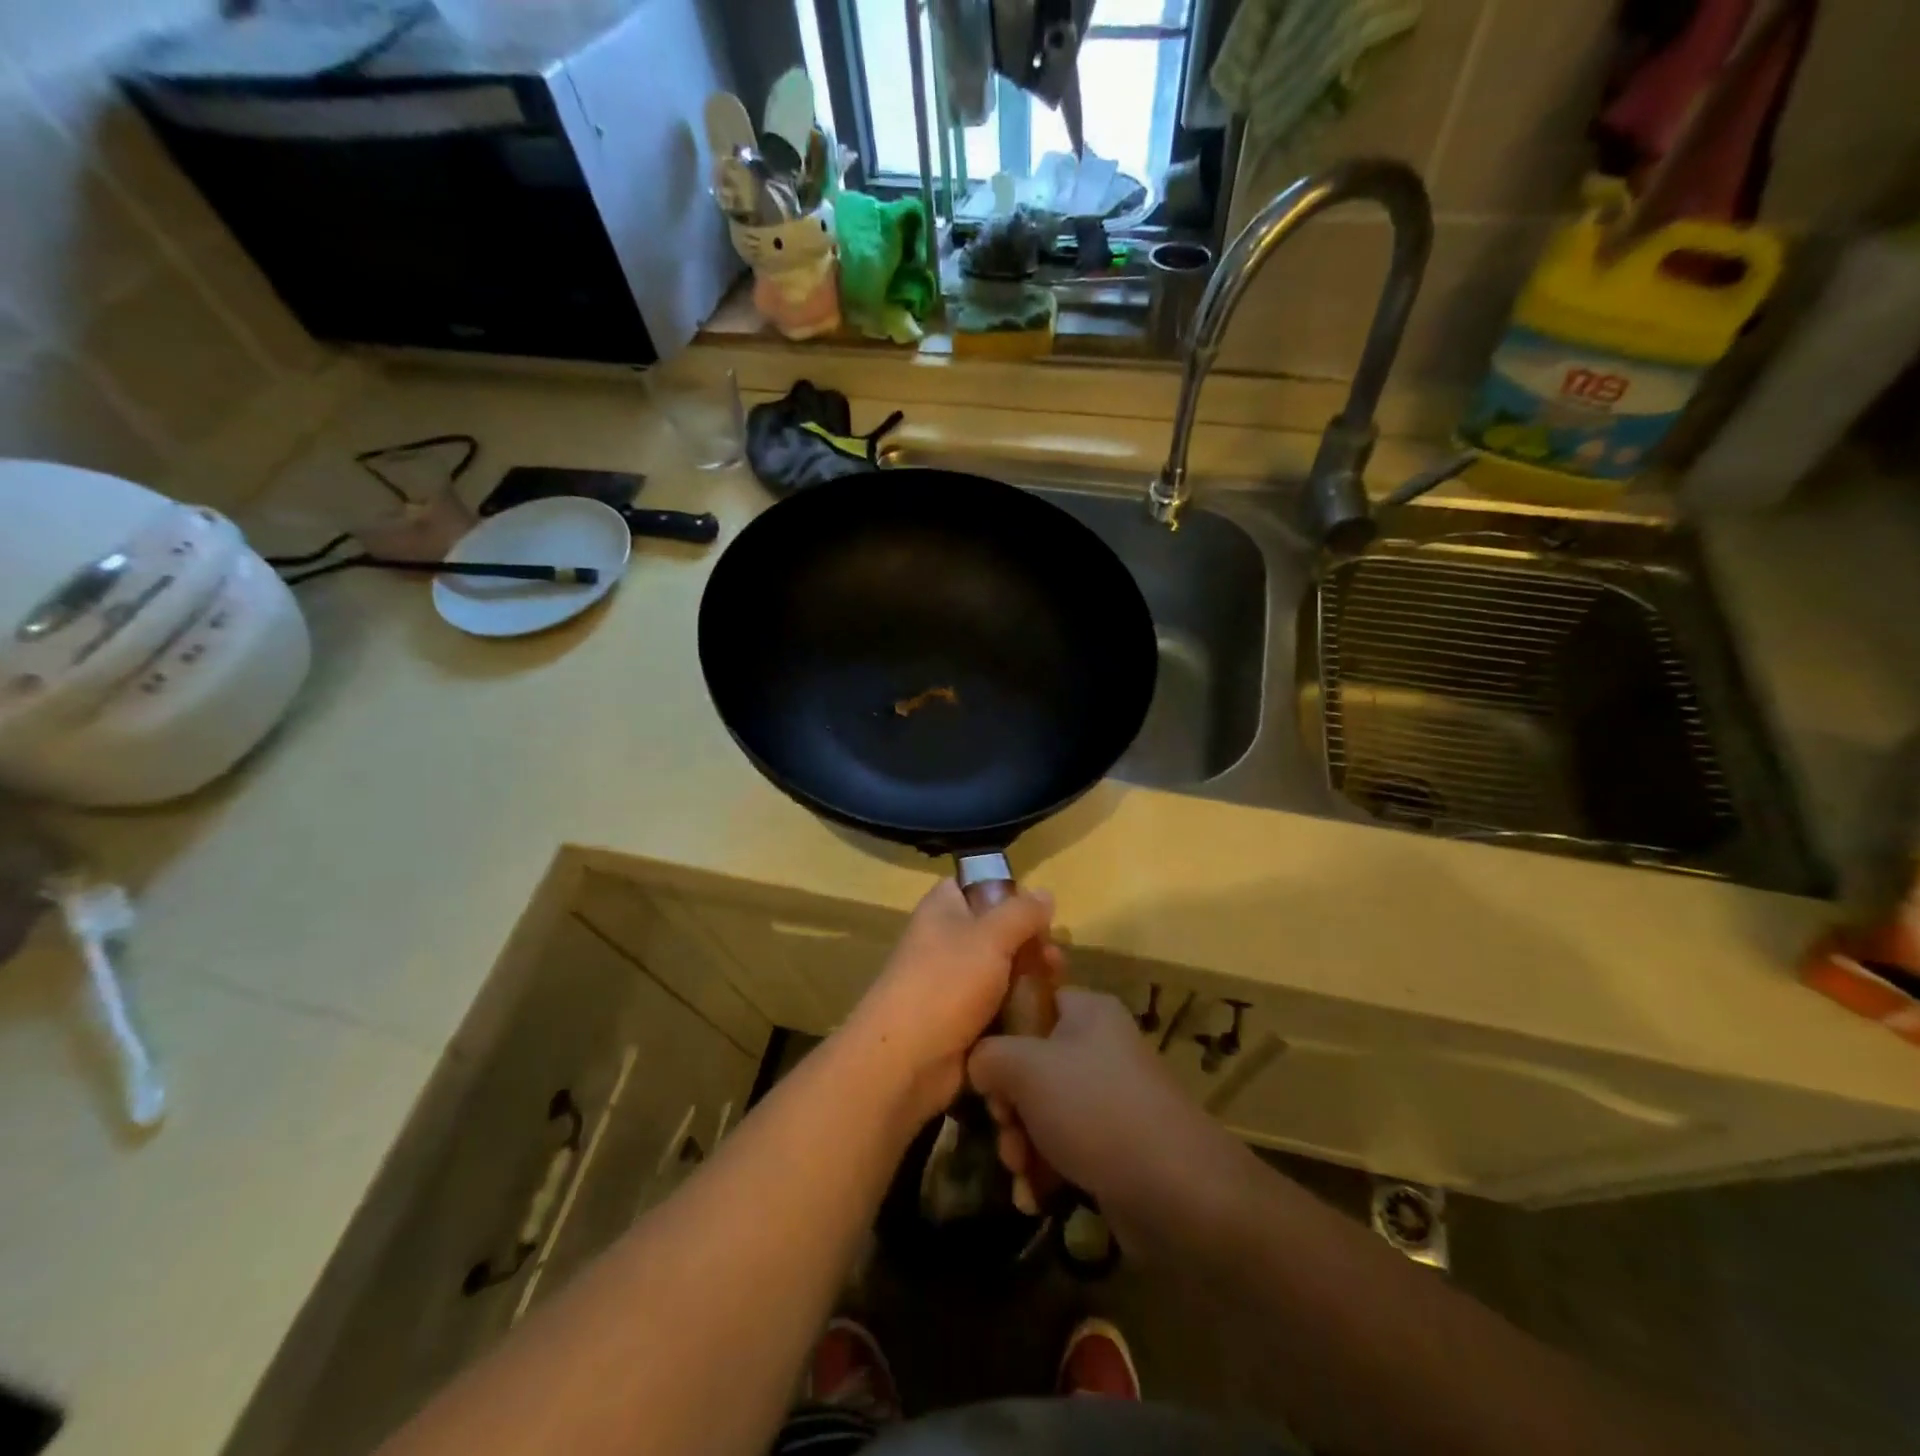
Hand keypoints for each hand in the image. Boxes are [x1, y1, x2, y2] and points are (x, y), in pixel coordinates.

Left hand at [838, 879, 1060, 1128]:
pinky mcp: (961, 1020)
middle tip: (1055, 957)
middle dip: (1029, 941)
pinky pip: (997, 1005)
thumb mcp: (991, 936)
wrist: (906, 1061)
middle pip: (995, 930)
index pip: (975, 885)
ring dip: (1029, 976)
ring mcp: (952, 982)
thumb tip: (1044, 893)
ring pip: (1000, 970)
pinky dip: (1018, 1008)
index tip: (1038, 909)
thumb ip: (1022, 913)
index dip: (1007, 893)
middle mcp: (945, 940)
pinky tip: (1044, 1013)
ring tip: (1057, 984)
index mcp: (942, 909)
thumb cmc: (946, 983)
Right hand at [968, 989, 1249, 1251]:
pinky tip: (1034, 1197)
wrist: (1178, 1191)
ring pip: (1043, 1110)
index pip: (1032, 1003)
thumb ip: (988, 1055)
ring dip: (1021, 1143)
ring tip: (1020, 1172)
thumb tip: (979, 1064)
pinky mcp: (1115, 1145)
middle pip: (1032, 1064)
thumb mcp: (1026, 1068)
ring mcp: (1110, 1098)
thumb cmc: (1095, 1109)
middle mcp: (1100, 1047)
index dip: (1002, 1034)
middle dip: (1008, 1105)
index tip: (985, 1071)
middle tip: (1005, 1130)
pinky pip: (1065, 1146)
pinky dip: (1045, 1170)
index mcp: (1087, 1012)